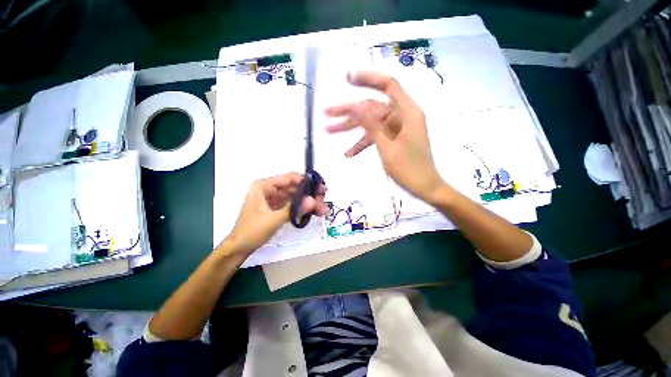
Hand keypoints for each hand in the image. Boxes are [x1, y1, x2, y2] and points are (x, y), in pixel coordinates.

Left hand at [223, 173, 327, 254]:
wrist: (239, 248)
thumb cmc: (252, 231)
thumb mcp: (273, 220)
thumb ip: (293, 209)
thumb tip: (313, 201)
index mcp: (264, 186)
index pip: (290, 178)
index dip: (306, 182)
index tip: (321, 188)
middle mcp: (269, 188)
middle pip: (294, 188)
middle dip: (310, 195)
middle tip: (323, 202)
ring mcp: (274, 198)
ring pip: (295, 196)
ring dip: (308, 202)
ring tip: (322, 209)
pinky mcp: (277, 207)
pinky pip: (292, 204)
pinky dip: (302, 208)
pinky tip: (313, 212)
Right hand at [325, 71, 444, 202]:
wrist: (424, 187)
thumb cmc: (409, 168)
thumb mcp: (387, 146)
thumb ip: (372, 125)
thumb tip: (356, 105)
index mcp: (406, 112)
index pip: (388, 85)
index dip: (368, 78)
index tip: (347, 79)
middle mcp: (402, 116)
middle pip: (372, 107)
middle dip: (349, 111)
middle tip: (327, 113)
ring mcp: (396, 128)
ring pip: (371, 122)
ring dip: (351, 128)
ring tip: (329, 131)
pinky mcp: (393, 139)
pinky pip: (375, 136)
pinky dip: (362, 143)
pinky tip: (349, 153)